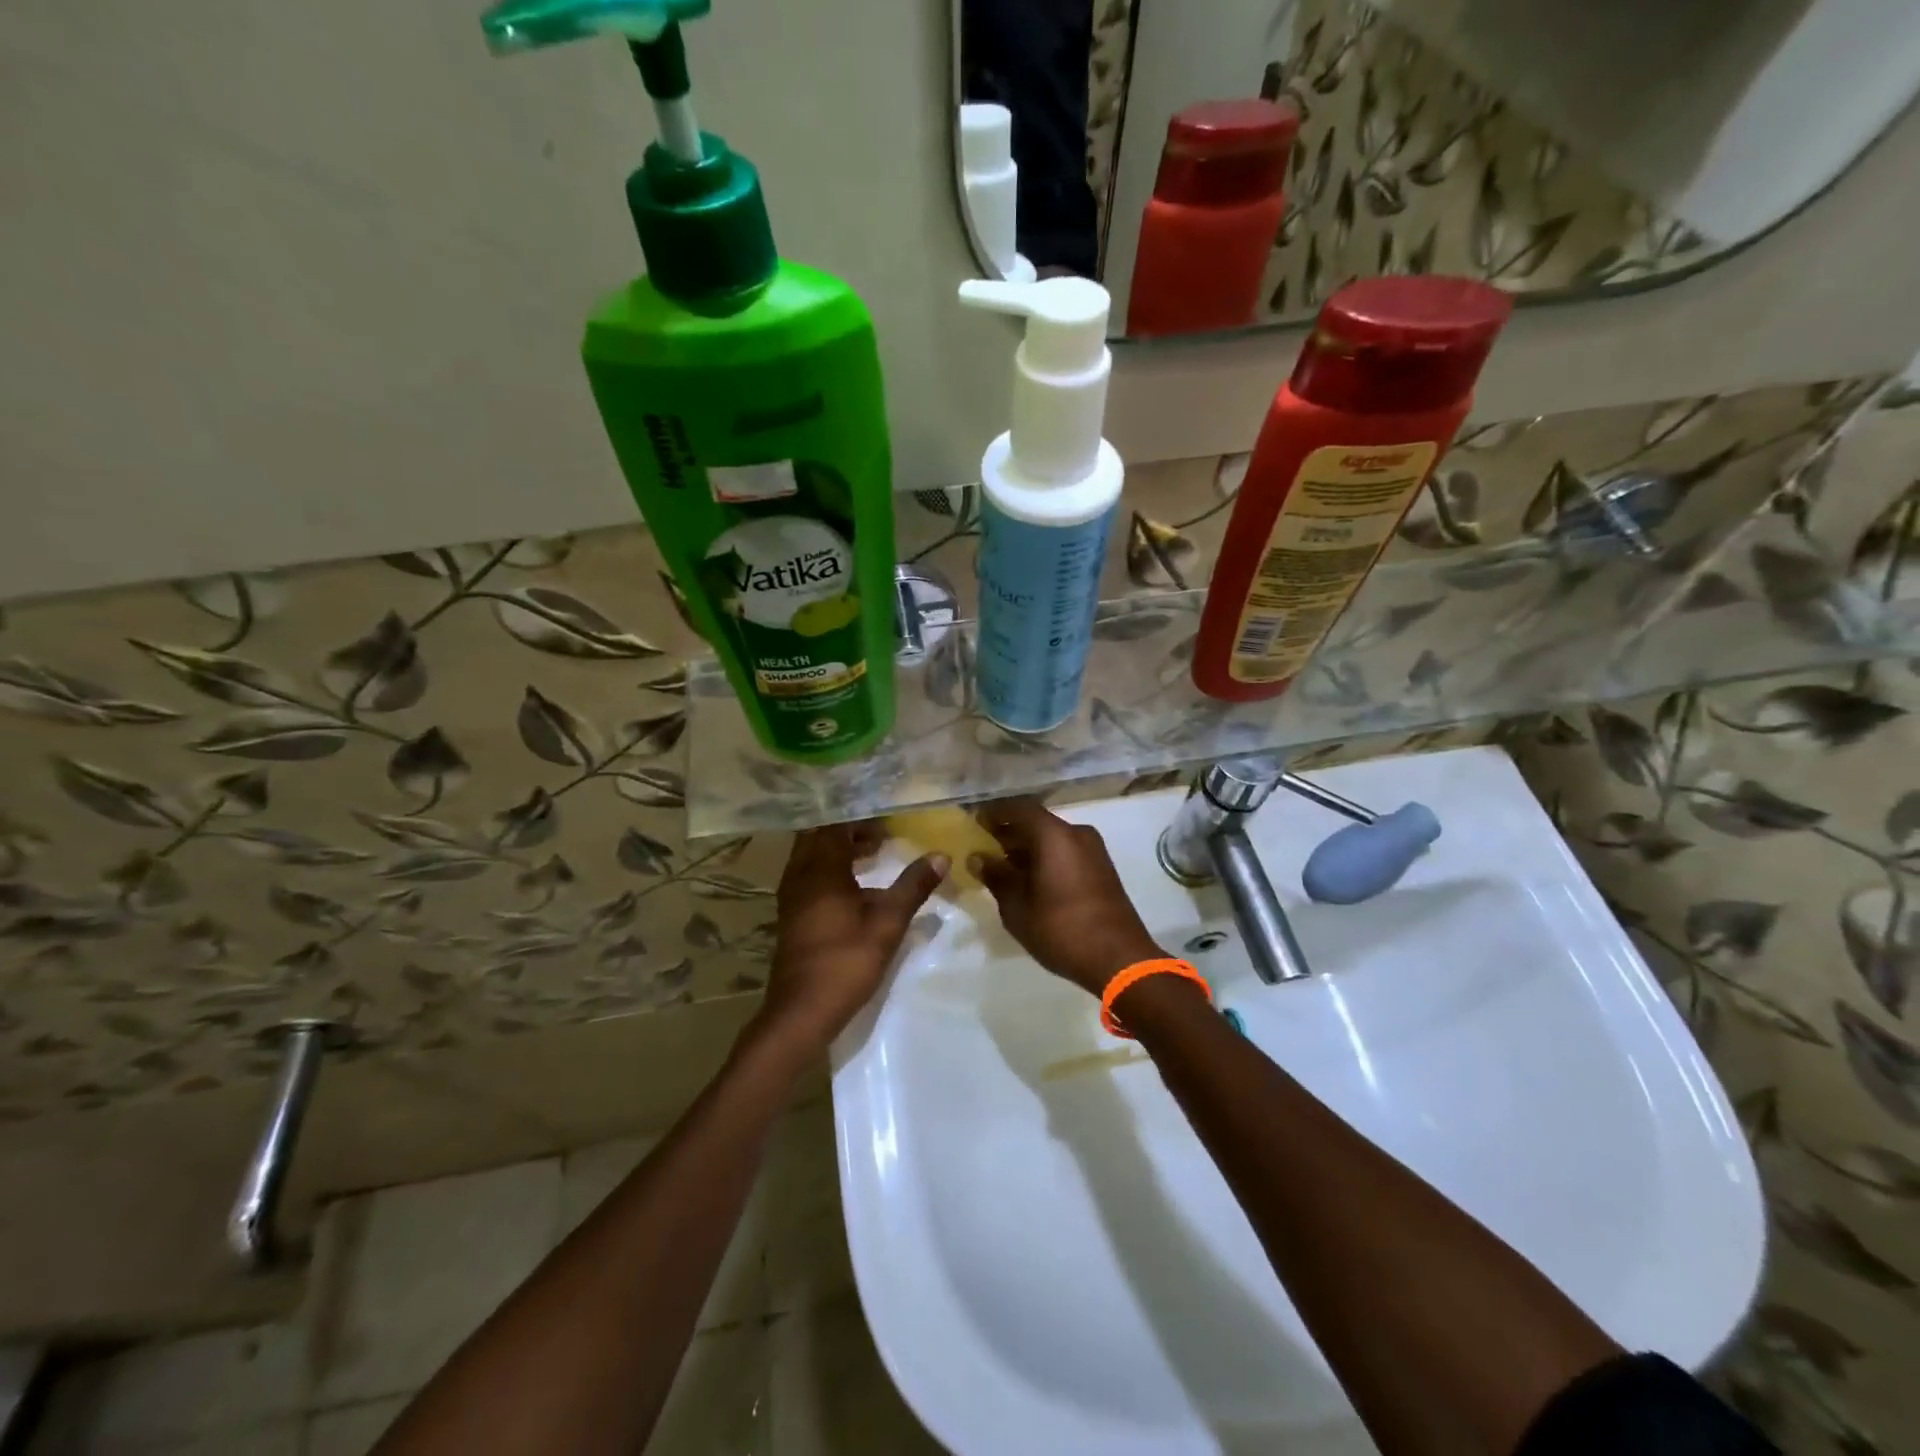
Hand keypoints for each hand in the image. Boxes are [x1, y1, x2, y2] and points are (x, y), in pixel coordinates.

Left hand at [756, 823, 946, 1051]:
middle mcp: (800, 875)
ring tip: (874, 852)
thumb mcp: (888, 923)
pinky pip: (809, 876)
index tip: (887, 815)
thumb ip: (913, 886)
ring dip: (839, 849)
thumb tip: (941, 855)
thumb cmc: (846, 962)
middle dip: (849, 830)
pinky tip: (855, 887)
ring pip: (812, 857)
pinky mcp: (791, 915)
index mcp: (821, 870)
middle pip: (821, 837)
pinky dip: (831, 869)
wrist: (801, 1011)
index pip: (836, 826)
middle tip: (882, 831)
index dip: (860, 817)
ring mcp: (791, 896)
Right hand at [970, 798, 1162, 996]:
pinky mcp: (1101, 869)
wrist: (1120, 959)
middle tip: (983, 847)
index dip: (994, 812)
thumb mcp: (1017, 907)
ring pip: (1052, 838)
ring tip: (1002, 867)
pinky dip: (1045, 858)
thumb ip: (996, 876)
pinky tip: (1029, 881)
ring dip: (1027, 847)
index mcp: (1054, 835)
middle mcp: (1076, 834)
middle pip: (1036, 822)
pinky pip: (1066, 852)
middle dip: (1009, 832)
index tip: (974, 822)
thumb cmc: (1061, 928)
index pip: (1018, 808)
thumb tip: (979, 858)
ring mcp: (1093, 851)